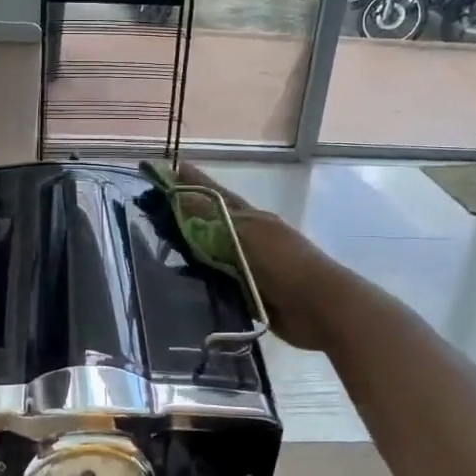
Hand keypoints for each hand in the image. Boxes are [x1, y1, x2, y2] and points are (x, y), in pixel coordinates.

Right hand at [173, 164, 349, 351]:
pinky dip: (200, 280)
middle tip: (155, 210)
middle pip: (211, 224)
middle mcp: (249, 239)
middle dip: (186, 216)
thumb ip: (212, 217)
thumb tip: (178, 194)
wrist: (320, 307)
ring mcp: (249, 267)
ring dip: (190, 250)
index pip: (214, 195)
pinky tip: (181, 282)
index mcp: (251, 219)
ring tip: (161, 246)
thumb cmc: (285, 263)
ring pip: (212, 254)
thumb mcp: (246, 234)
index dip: (193, 182)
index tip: (170, 168)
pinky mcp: (248, 295)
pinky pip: (217, 283)